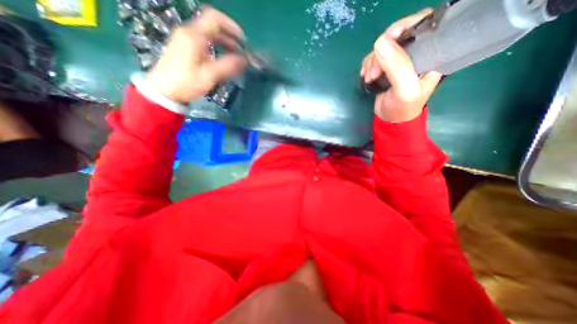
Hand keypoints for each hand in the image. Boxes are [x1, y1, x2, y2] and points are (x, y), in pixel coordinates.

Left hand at [145, 8, 246, 101]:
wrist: (164, 90)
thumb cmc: (186, 83)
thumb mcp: (208, 76)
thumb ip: (227, 66)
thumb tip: (244, 60)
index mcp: (194, 36)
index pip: (215, 19)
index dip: (231, 26)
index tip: (243, 40)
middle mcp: (189, 33)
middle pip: (213, 27)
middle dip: (230, 37)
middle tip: (242, 51)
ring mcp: (186, 39)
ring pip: (209, 35)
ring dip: (224, 43)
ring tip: (235, 56)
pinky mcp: (185, 47)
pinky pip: (204, 41)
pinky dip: (216, 47)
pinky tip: (222, 59)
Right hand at [360, 9, 442, 122]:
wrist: (390, 120)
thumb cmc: (403, 107)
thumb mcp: (404, 89)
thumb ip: (397, 66)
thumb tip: (379, 42)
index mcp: (431, 53)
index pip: (423, 25)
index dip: (405, 26)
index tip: (388, 39)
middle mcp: (415, 52)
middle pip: (397, 36)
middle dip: (382, 52)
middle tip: (373, 72)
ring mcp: (399, 59)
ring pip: (382, 47)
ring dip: (372, 61)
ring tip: (369, 78)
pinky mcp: (385, 67)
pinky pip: (374, 57)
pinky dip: (367, 65)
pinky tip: (366, 76)